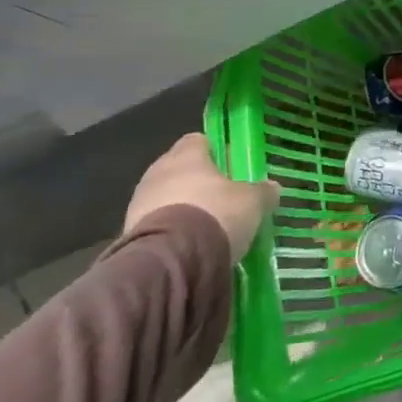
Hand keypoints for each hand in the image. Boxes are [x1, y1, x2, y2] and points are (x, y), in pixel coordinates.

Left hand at [125, 134, 279, 260]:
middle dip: (198, 180)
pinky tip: (189, 243)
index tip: (231, 164)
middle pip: (179, 168)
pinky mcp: (129, 233)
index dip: (215, 150)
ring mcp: (139, 203)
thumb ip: (263, 191)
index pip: (198, 140)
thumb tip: (272, 187)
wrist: (171, 260)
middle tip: (222, 195)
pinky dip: (172, 229)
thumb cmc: (215, 214)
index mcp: (186, 156)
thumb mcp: (253, 202)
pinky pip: (157, 222)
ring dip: (182, 205)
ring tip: (207, 224)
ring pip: (166, 196)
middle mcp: (157, 172)